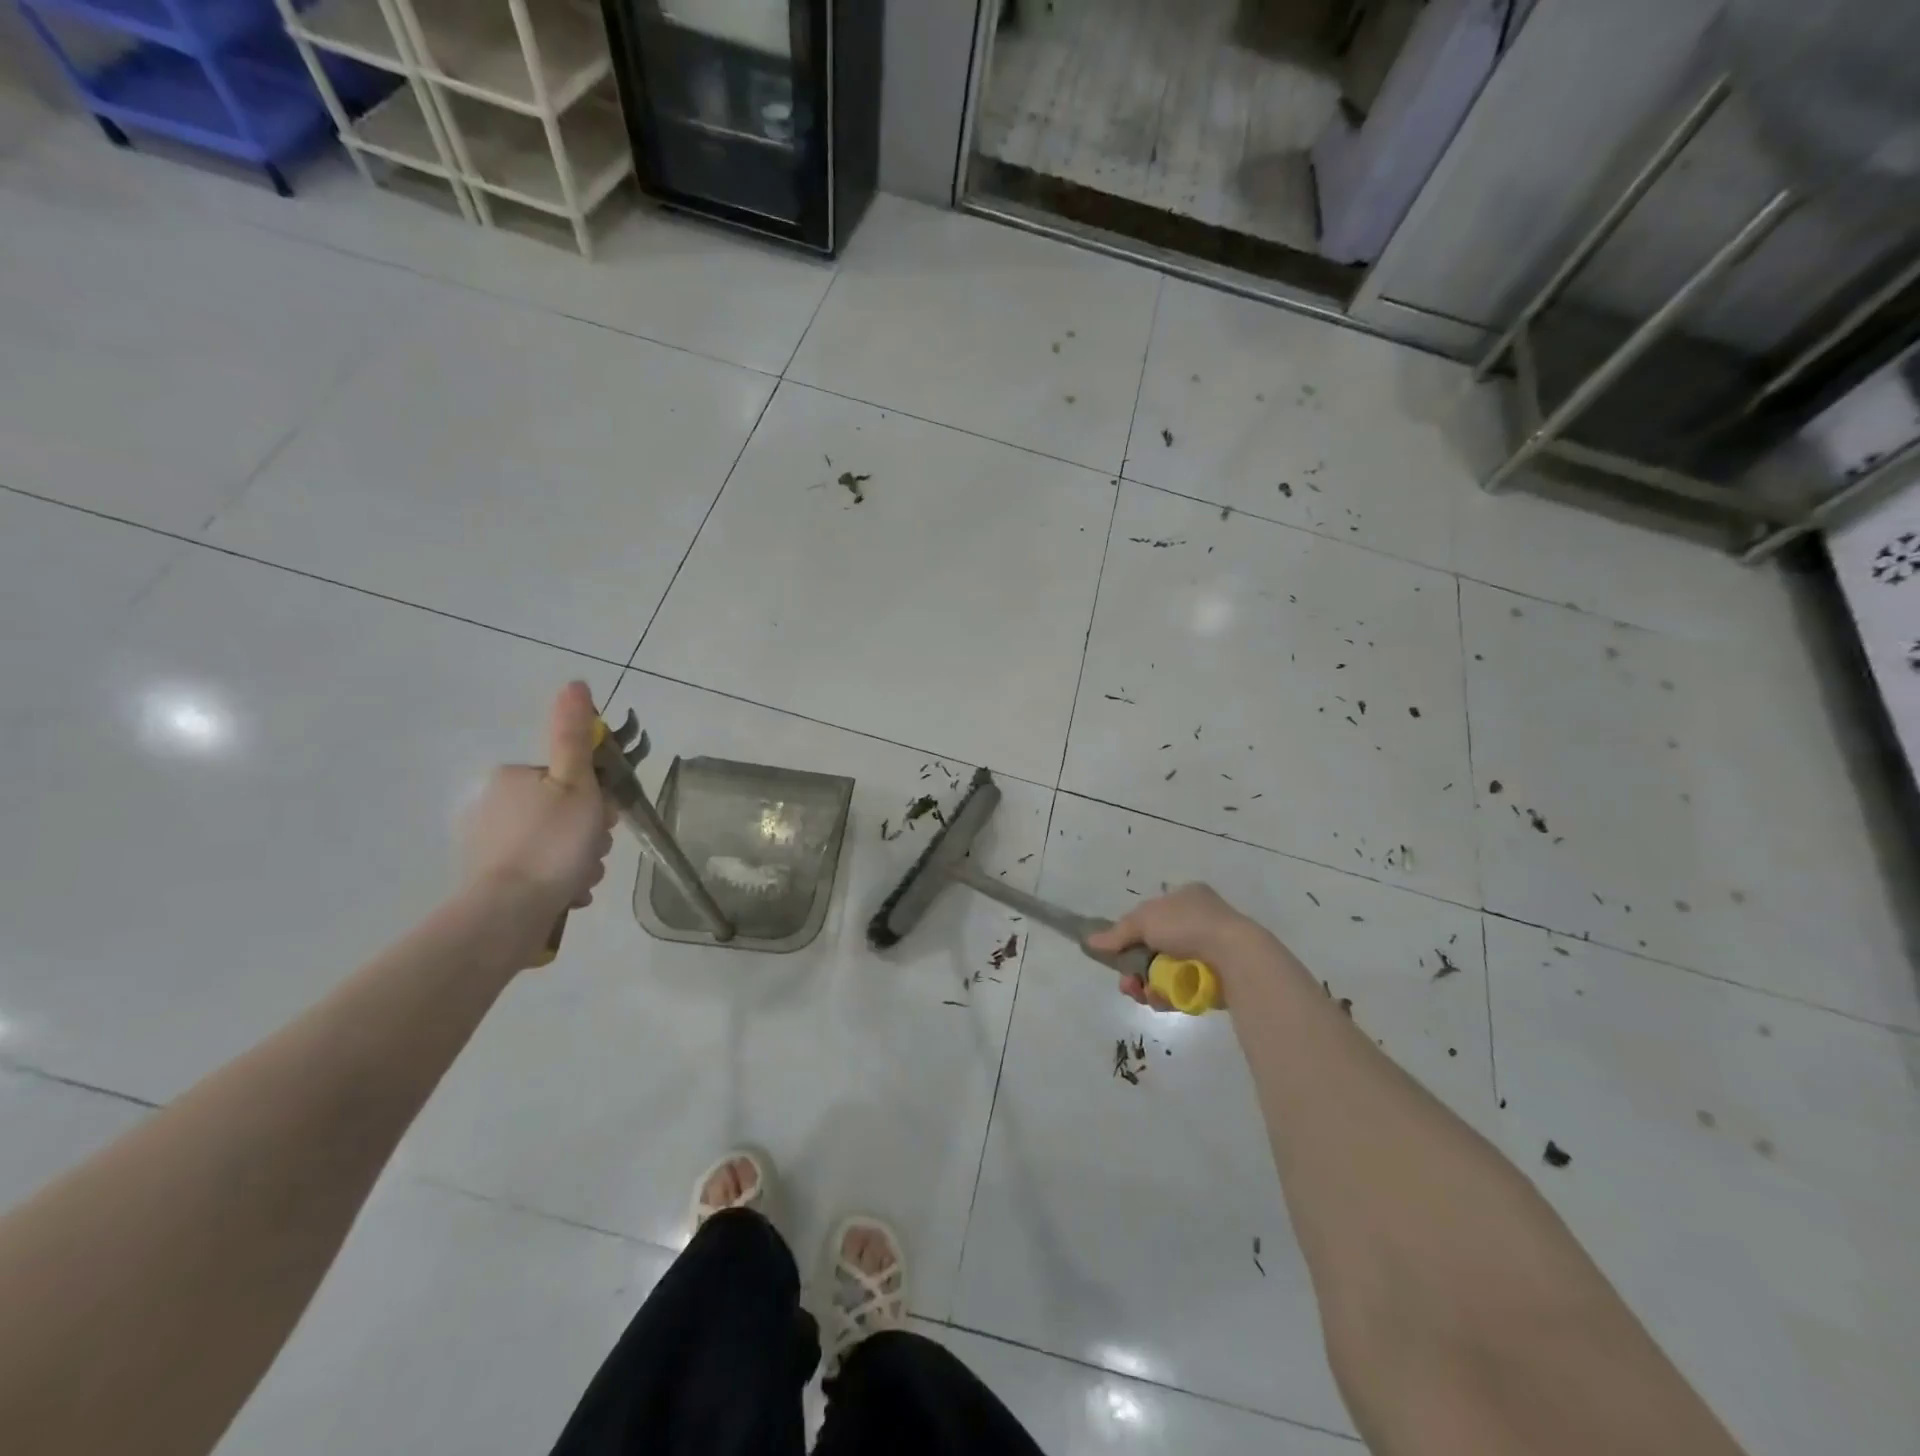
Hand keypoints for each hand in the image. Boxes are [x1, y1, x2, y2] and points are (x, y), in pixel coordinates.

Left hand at [460, 682, 615, 928]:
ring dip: (579, 861)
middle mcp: (495, 806)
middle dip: (588, 835)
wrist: (508, 913)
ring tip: (580, 879)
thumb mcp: (576, 783)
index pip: (570, 780)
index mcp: (513, 778)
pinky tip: (567, 893)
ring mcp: (490, 845)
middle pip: (564, 812)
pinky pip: (540, 871)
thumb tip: (575, 683)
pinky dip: (560, 881)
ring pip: (556, 845)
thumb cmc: (551, 843)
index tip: (601, 821)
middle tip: (591, 852)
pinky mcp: (491, 879)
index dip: (594, 800)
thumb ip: (575, 736)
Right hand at [1086, 882, 1268, 1011]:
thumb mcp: (1144, 920)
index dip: (1131, 934)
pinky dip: (1169, 995)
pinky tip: (1161, 1000)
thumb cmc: (1188, 925)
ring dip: (1148, 984)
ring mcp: (1209, 951)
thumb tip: (1090, 942)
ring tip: (1142, 994)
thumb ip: (1117, 933)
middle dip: (1136, 967)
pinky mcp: (1216, 979)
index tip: (1118, 953)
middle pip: (1154, 947)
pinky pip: (1183, 988)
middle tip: (1127, 983)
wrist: (1235, 956)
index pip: (1151, 915)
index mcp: (1186, 897)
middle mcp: (1198, 921)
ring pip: (1166, 971)